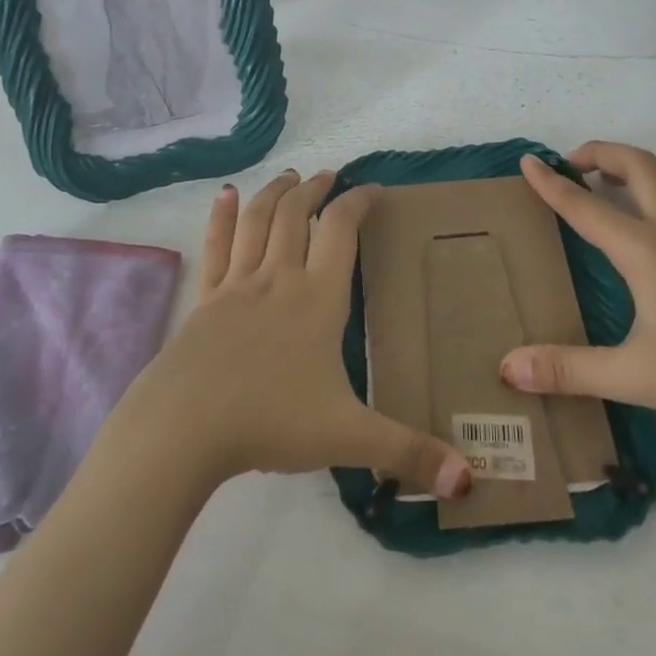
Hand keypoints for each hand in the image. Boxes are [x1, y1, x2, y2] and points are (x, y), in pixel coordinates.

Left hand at [109, 170, 472, 497]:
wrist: (186, 426)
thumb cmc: (271, 421)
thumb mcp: (348, 437)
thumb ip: (408, 453)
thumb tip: (469, 479)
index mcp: (318, 299)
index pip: (341, 231)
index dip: (358, 202)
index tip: (372, 189)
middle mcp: (278, 278)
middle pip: (296, 215)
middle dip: (314, 189)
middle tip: (327, 175)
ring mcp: (236, 285)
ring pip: (257, 221)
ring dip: (274, 192)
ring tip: (288, 175)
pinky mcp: (204, 299)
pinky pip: (215, 246)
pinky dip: (221, 216)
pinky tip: (224, 194)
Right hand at [499, 142, 655, 431]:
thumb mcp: (634, 376)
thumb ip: (568, 370)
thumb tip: (509, 368)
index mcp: (646, 249)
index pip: (586, 206)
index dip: (552, 184)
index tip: (527, 162)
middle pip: (637, 164)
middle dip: (599, 153)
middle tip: (572, 166)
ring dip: (634, 166)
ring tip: (612, 183)